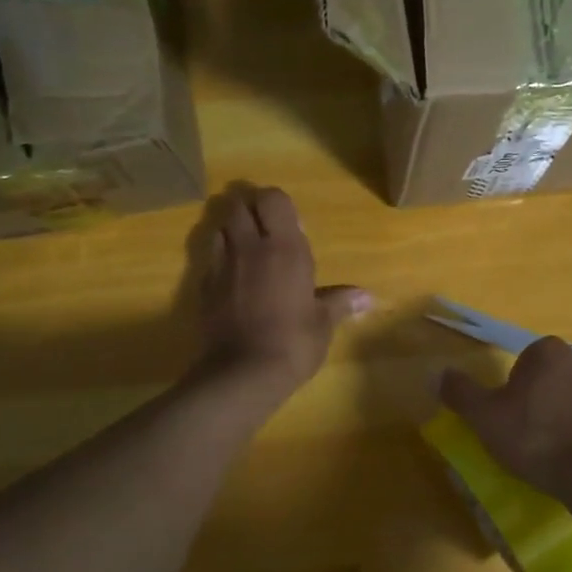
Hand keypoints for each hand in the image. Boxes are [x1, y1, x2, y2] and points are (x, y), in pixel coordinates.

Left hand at [194, 184, 370, 393]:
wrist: (243, 373)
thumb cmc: (293, 342)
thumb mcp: (323, 323)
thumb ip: (340, 302)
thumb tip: (368, 298)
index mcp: (284, 247)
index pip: (272, 198)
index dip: (276, 203)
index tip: (287, 222)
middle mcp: (249, 247)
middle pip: (238, 205)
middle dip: (248, 210)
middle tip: (264, 230)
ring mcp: (221, 265)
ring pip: (219, 228)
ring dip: (231, 231)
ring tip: (246, 251)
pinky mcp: (202, 287)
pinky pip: (209, 259)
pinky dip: (218, 260)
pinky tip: (231, 279)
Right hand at [438, 337, 571, 504]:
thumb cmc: (540, 440)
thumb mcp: (486, 418)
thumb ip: (461, 393)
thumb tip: (436, 373)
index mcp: (547, 352)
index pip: (523, 363)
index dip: (513, 392)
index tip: (510, 421)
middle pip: (552, 379)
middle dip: (542, 403)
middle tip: (531, 439)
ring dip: (568, 419)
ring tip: (557, 457)